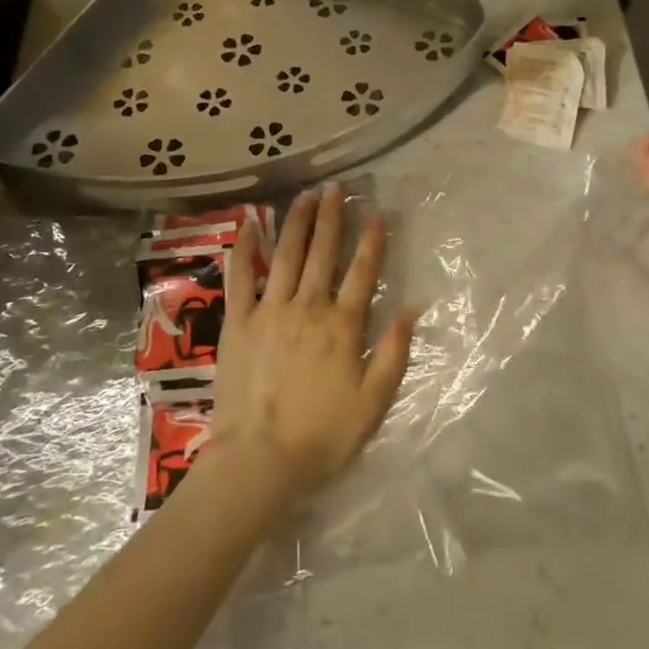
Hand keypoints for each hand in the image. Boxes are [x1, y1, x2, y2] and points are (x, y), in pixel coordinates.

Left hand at [212, 183, 414, 505]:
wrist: (260, 460)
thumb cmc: (323, 435)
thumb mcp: (373, 401)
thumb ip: (393, 352)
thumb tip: (412, 309)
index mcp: (342, 326)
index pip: (362, 272)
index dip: (371, 241)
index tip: (376, 213)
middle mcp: (307, 307)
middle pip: (323, 253)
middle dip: (331, 218)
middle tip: (335, 188)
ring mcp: (269, 311)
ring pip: (285, 256)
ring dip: (296, 223)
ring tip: (304, 196)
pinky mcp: (237, 323)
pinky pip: (240, 278)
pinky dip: (245, 250)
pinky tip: (249, 226)